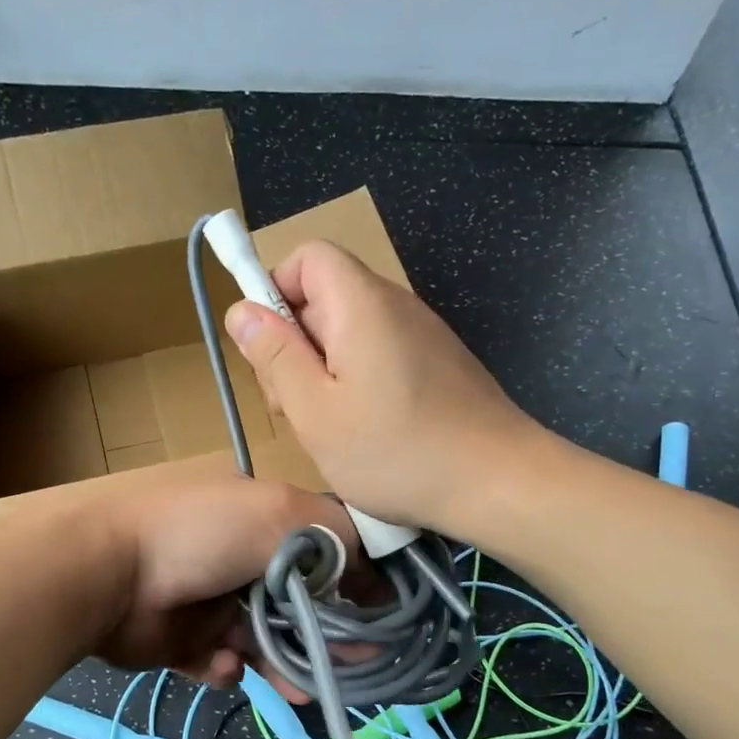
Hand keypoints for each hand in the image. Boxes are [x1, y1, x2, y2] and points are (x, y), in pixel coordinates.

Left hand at [86, 469, 355, 693]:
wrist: (109, 573)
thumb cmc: (202, 535)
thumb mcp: (280, 514)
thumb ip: (337, 541)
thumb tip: (377, 578)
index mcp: (263, 522)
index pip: (324, 552)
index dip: (354, 585)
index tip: (379, 618)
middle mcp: (240, 560)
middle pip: (299, 605)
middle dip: (324, 636)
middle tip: (350, 666)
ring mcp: (210, 602)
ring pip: (264, 642)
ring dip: (283, 664)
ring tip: (299, 688)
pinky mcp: (183, 641)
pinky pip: (220, 662)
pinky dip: (226, 667)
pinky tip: (222, 663)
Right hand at [224, 241, 539, 531]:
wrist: (497, 482)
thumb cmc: (396, 452)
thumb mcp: (315, 411)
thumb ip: (274, 357)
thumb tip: (241, 310)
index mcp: (360, 304)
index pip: (307, 257)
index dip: (276, 292)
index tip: (269, 350)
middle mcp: (394, 305)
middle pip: (324, 296)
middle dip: (294, 343)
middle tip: (292, 406)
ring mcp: (421, 334)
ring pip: (349, 331)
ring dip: (322, 370)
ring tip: (325, 427)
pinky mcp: (437, 364)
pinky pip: (379, 354)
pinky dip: (356, 382)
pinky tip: (362, 431)